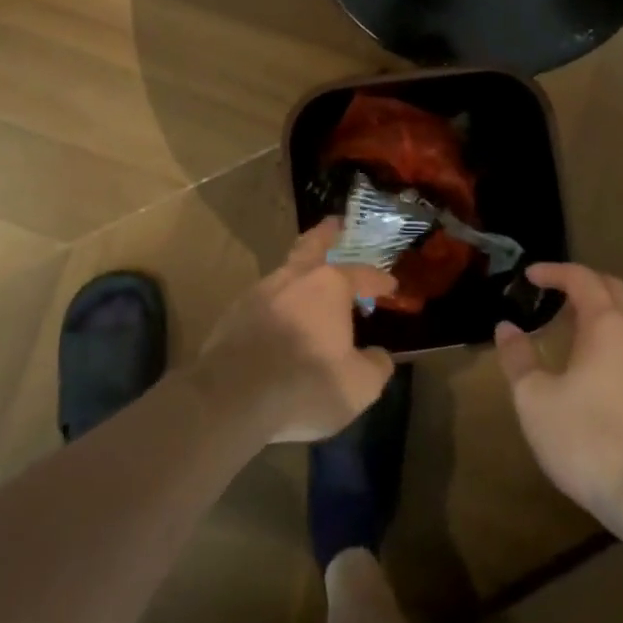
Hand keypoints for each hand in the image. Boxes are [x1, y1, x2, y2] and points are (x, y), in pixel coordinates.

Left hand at [195, 220, 397, 444]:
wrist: (232, 398)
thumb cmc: (305, 385)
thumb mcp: (358, 385)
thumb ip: (376, 366)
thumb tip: (380, 356)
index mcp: (329, 286)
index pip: (362, 274)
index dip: (379, 280)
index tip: (391, 285)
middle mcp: (294, 278)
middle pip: (313, 245)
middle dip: (327, 234)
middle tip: (335, 224)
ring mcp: (260, 293)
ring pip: (286, 272)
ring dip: (300, 272)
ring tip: (310, 283)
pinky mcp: (234, 314)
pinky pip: (265, 300)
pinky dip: (279, 303)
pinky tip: (281, 320)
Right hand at [495, 264, 622, 531]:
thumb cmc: (590, 440)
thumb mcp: (536, 400)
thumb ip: (519, 359)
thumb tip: (506, 328)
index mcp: (607, 326)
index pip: (582, 278)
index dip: (554, 271)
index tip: (530, 276)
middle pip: (614, 291)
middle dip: (584, 284)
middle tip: (554, 293)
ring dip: (601, 315)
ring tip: (570, 332)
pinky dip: (615, 344)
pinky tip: (598, 373)